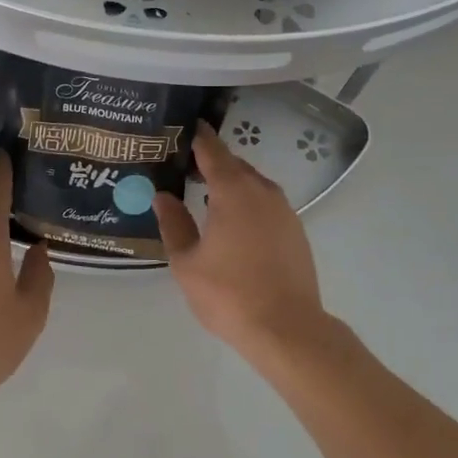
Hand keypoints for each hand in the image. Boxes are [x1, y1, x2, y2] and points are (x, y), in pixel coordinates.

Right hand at [152, 122, 331, 360]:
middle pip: (234, 164)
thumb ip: (173, 224)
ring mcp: (284, 210)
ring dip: (230, 183)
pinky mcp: (295, 230)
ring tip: (205, 196)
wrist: (288, 330)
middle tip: (184, 167)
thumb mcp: (187, 262)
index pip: (212, 150)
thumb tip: (162, 196)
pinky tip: (232, 223)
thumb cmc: (229, 294)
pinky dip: (247, 202)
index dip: (197, 136)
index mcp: (233, 191)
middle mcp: (262, 191)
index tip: (181, 127)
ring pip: (252, 183)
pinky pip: (266, 203)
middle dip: (210, 161)